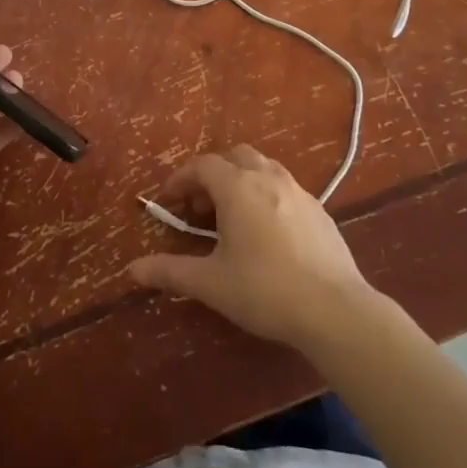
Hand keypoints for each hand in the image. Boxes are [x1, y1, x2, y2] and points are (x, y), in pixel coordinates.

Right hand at [128, 145, 376, 352]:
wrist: (335, 310)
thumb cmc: (265, 290)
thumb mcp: (211, 283)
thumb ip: (169, 272)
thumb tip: (131, 270)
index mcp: (238, 187)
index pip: (202, 166)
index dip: (180, 180)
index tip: (167, 201)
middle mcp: (268, 177)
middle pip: (234, 157)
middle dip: (212, 174)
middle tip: (200, 207)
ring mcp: (298, 191)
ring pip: (262, 167)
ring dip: (240, 181)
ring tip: (231, 216)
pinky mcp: (320, 210)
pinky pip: (284, 188)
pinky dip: (265, 195)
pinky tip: (266, 232)